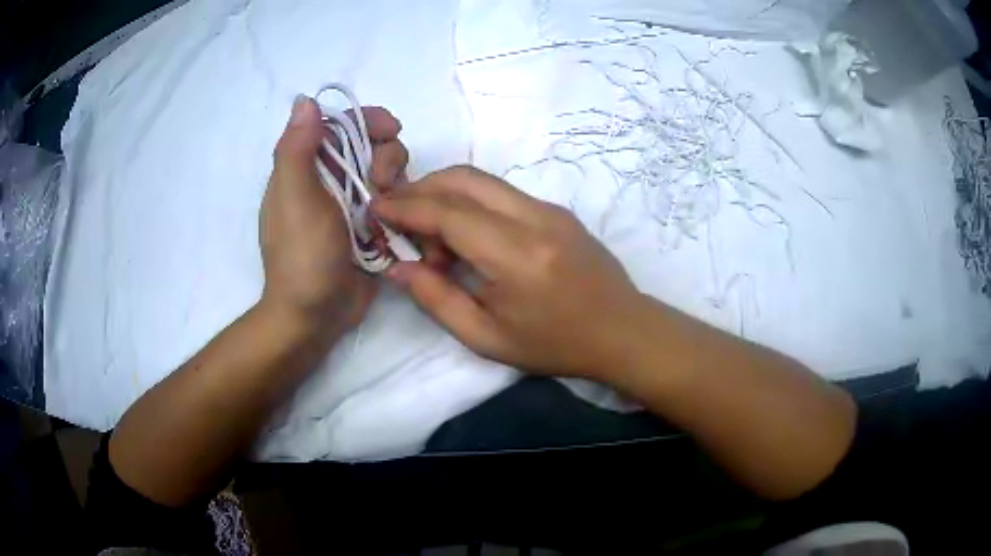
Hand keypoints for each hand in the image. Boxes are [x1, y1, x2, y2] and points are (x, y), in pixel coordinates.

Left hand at [260, 96, 407, 334]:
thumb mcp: (296, 199)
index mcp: (306, 169)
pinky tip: (401, 222)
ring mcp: (351, 205)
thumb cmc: (302, 255)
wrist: (315, 315)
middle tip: (381, 182)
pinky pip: (395, 203)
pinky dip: (402, 205)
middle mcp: (329, 181)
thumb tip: (304, 100)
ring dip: (396, 182)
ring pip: (386, 173)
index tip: (390, 128)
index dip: (365, 119)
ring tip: (387, 212)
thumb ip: (297, 149)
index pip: (339, 126)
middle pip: (369, 145)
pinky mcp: (370, 228)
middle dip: (386, 154)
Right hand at [372, 166, 643, 378]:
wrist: (622, 331)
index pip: (448, 213)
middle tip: (397, 218)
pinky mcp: (556, 209)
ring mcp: (549, 208)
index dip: (406, 207)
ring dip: (445, 196)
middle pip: (464, 179)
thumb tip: (397, 266)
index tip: (375, 208)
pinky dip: (470, 204)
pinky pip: (501, 194)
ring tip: (433, 242)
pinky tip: (466, 239)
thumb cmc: (556, 345)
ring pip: (482, 181)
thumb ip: (436, 299)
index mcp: (517, 256)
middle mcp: (535, 218)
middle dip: (421, 189)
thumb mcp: (487, 338)